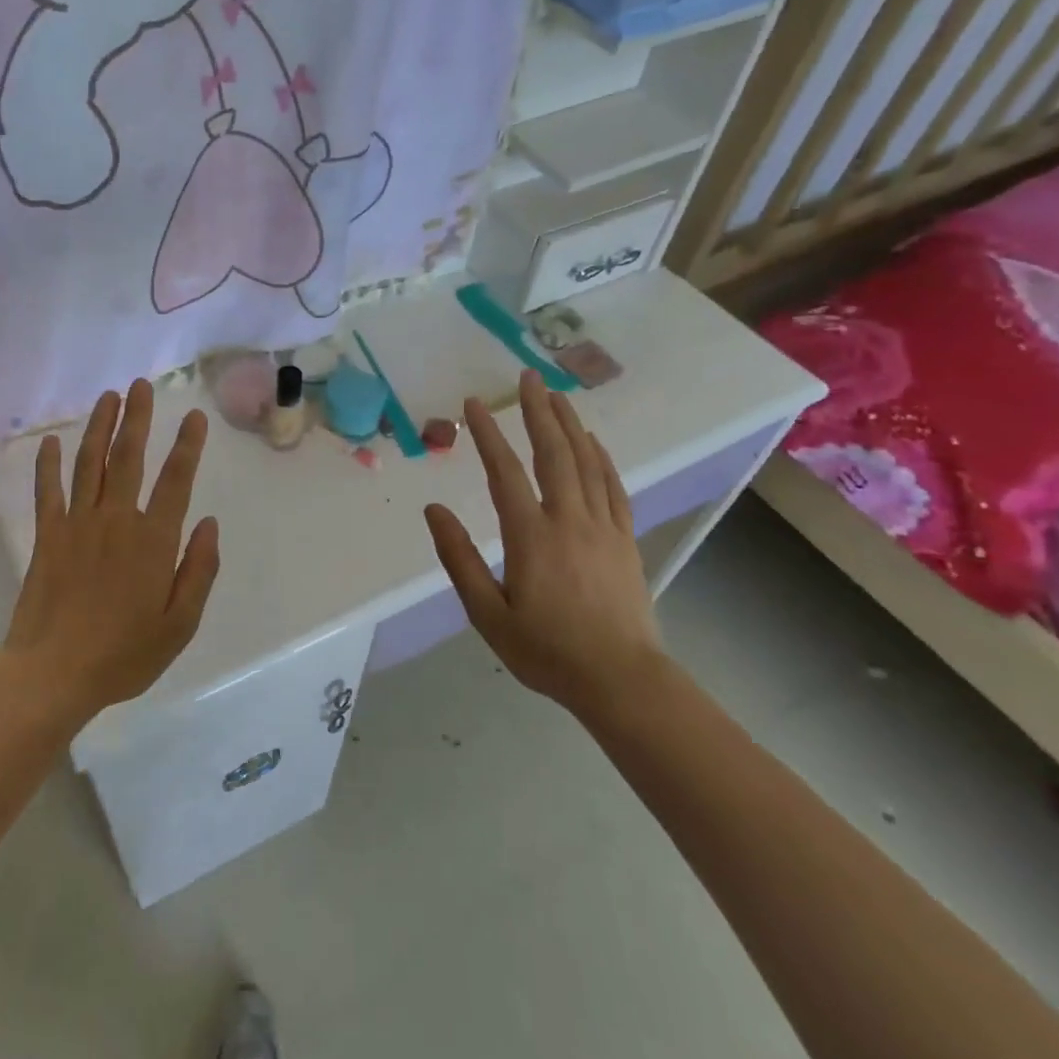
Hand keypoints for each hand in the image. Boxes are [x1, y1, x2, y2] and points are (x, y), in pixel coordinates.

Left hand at [0, 380, 220, 725]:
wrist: (54, 673)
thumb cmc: (124, 654)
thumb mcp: (180, 624)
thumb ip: (199, 570)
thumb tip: (210, 523)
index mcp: (153, 541)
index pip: (176, 481)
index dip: (188, 446)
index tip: (194, 416)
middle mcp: (116, 520)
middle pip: (128, 458)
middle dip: (137, 418)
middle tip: (141, 385)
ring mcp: (78, 524)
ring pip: (90, 463)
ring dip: (100, 427)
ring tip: (108, 397)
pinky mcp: (48, 536)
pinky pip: (48, 491)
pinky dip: (49, 464)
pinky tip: (52, 441)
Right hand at [424, 370, 663, 722]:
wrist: (622, 681)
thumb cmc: (547, 651)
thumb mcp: (488, 615)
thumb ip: (459, 560)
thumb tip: (433, 511)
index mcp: (531, 536)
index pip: (505, 472)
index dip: (488, 434)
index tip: (474, 404)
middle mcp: (569, 520)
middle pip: (554, 453)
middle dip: (538, 411)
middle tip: (528, 377)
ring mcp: (603, 527)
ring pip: (586, 462)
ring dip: (570, 425)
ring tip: (557, 395)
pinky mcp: (625, 539)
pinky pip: (614, 487)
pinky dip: (602, 459)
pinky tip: (594, 442)